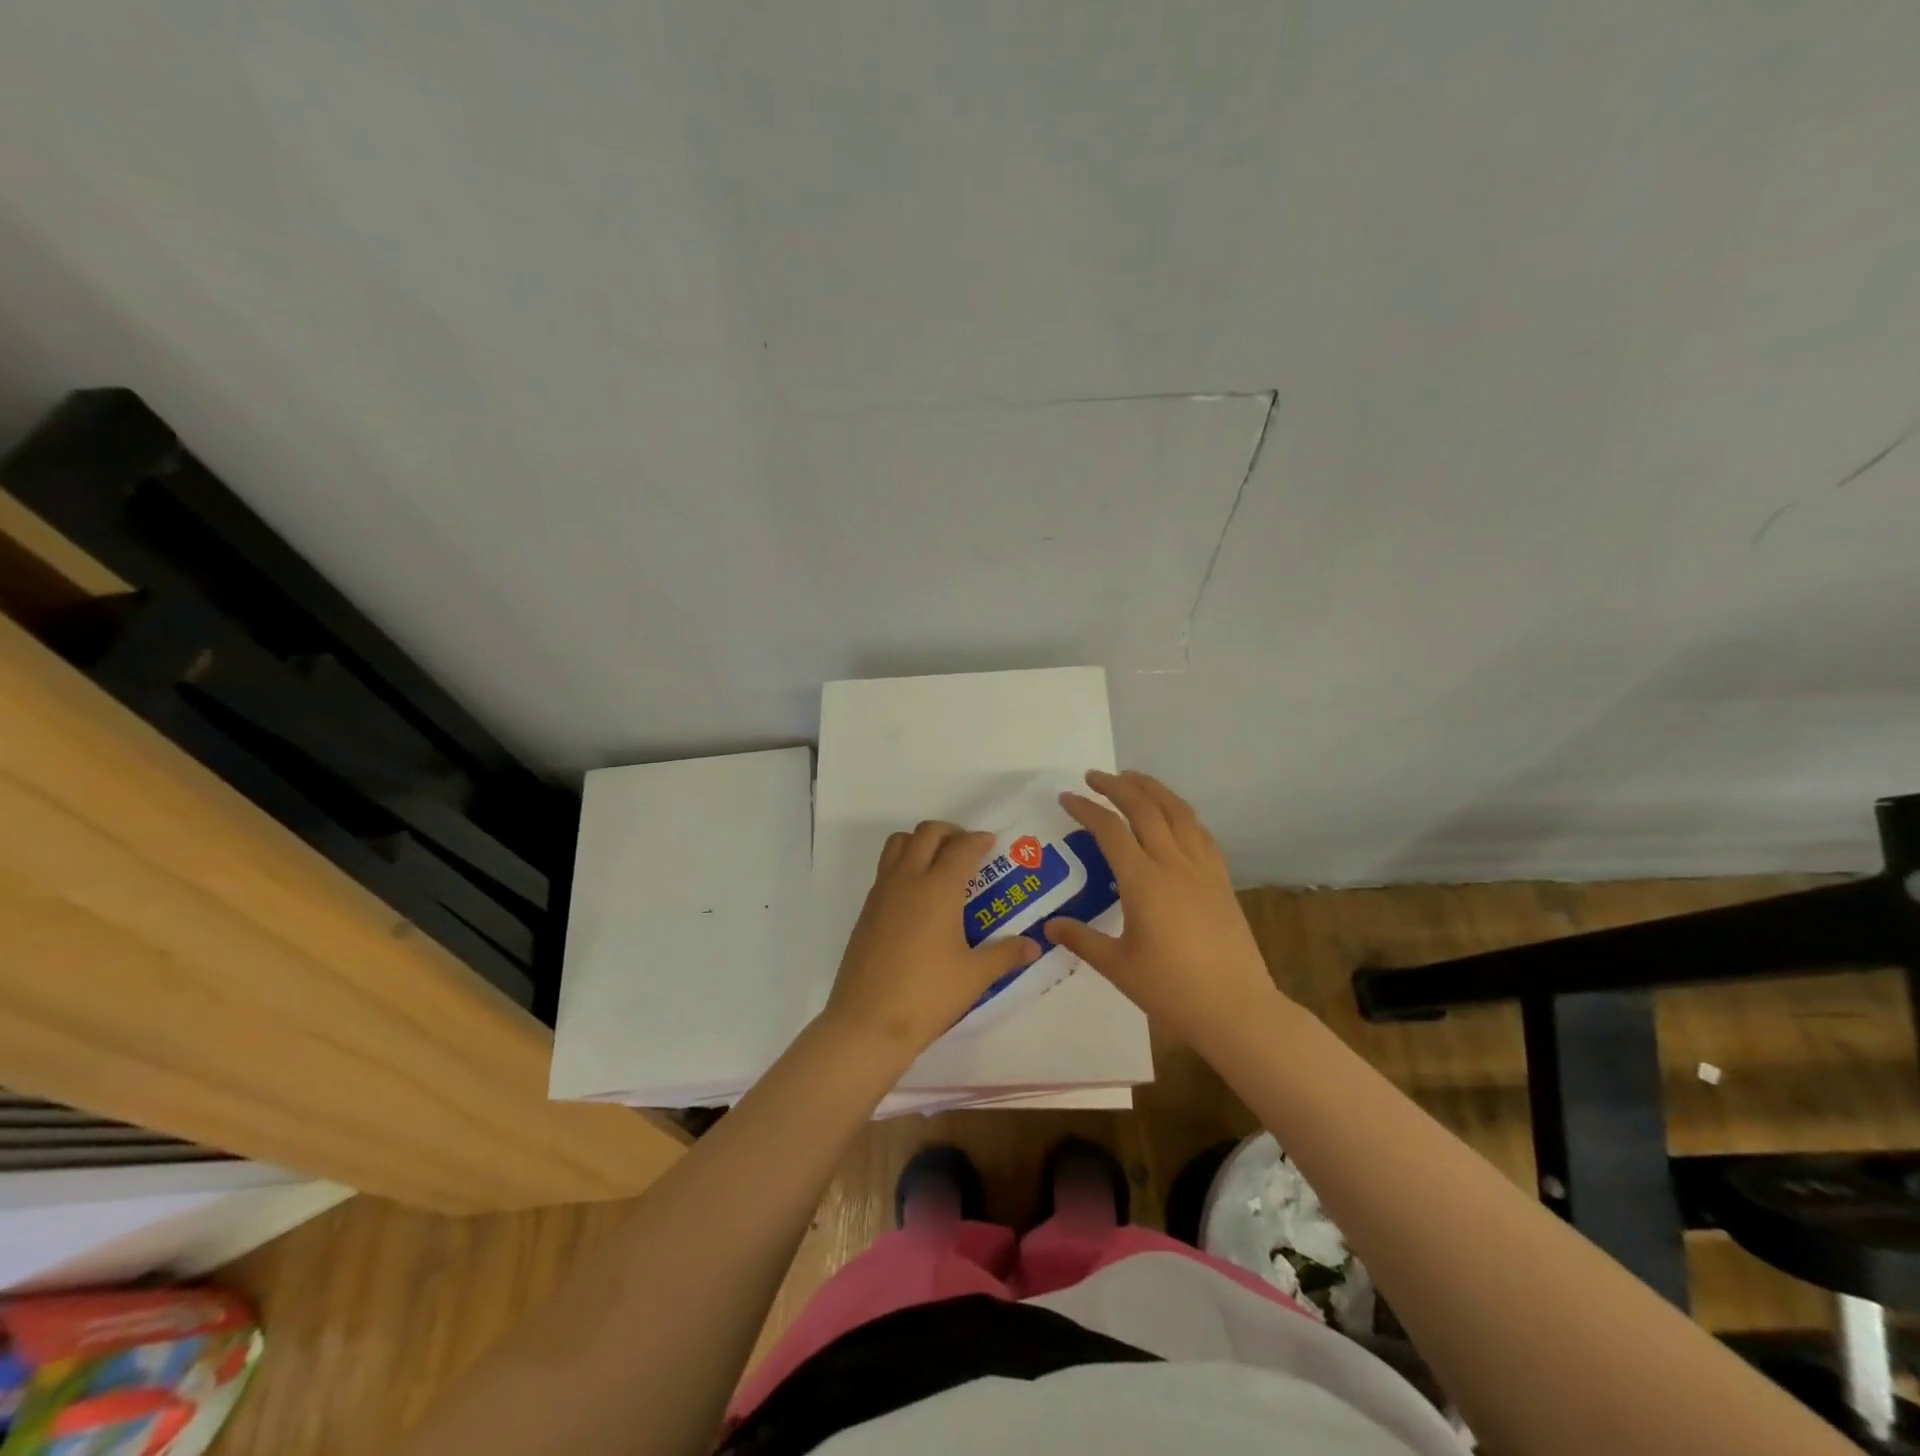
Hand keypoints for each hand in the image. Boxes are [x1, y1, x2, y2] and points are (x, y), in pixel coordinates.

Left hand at [823, 820, 1041, 1061]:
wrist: (867, 1023)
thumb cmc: (928, 995)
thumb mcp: (975, 976)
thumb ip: (1006, 954)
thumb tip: (1034, 945)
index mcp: (938, 888)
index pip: (961, 847)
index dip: (978, 840)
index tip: (991, 843)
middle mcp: (908, 879)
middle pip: (926, 833)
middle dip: (950, 832)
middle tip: (967, 848)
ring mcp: (882, 892)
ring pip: (899, 843)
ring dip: (921, 841)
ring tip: (939, 862)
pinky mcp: (866, 910)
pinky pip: (886, 868)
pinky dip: (904, 863)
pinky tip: (918, 896)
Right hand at [1044, 769, 1284, 1049]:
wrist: (1236, 1008)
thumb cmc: (1172, 990)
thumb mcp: (1118, 966)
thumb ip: (1082, 940)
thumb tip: (1049, 926)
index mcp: (1143, 881)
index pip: (1110, 830)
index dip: (1086, 809)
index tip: (1066, 797)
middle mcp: (1173, 864)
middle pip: (1145, 808)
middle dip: (1117, 786)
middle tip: (1095, 777)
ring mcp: (1203, 869)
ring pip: (1178, 812)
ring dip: (1153, 789)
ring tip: (1133, 779)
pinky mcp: (1221, 880)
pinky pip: (1200, 832)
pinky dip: (1181, 813)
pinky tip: (1174, 816)